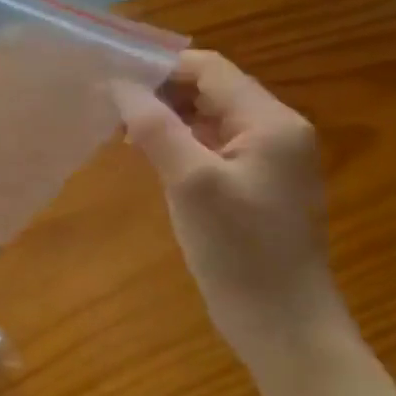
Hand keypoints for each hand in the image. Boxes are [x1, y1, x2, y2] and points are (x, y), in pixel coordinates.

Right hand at [113, 52, 352, 369]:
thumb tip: (119, 83)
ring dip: (166, 118)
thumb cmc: (240, 251)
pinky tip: (149, 157)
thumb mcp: (191, 182)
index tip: (111, 79)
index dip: (159, 67)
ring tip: (122, 133)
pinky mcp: (255, 184)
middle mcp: (275, 130)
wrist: (285, 328)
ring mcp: (267, 159)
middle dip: (159, 93)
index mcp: (270, 121)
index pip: (208, 69)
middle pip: (209, 90)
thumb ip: (155, 127)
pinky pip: (212, 146)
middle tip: (110, 108)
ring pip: (207, 117)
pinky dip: (179, 143)